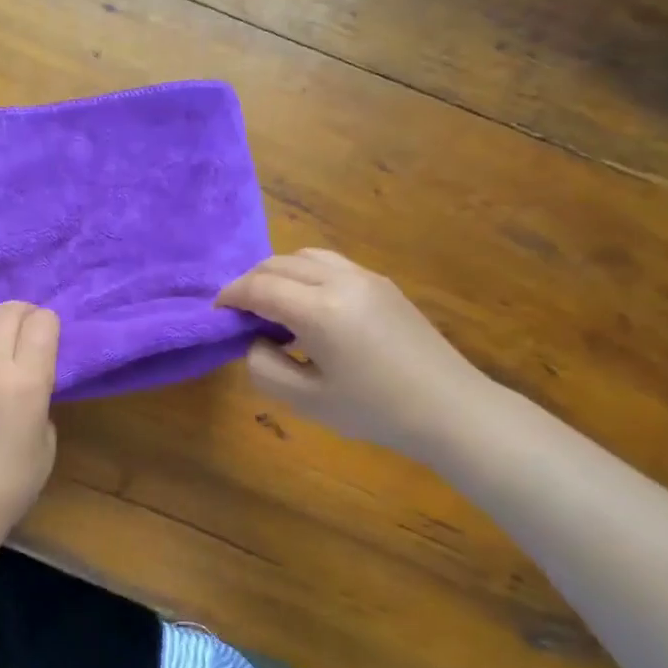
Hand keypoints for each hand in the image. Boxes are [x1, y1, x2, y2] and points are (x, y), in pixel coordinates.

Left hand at [0, 302, 59, 526]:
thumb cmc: (12, 481)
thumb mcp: (47, 438)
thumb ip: (40, 397)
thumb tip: (28, 377)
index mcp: (26, 382)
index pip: (41, 325)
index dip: (48, 322)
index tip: (49, 331)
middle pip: (7, 314)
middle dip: (22, 311)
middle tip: (26, 321)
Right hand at [217, 249, 496, 465]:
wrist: (451, 410)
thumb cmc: (375, 411)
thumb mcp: (306, 400)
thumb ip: (264, 367)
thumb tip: (256, 339)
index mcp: (319, 310)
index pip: (259, 287)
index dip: (230, 296)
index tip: (216, 312)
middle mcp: (341, 281)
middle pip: (278, 264)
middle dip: (250, 282)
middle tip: (239, 311)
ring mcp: (366, 277)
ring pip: (305, 256)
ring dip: (278, 273)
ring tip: (270, 304)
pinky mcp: (383, 284)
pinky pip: (330, 264)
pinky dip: (304, 274)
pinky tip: (307, 306)